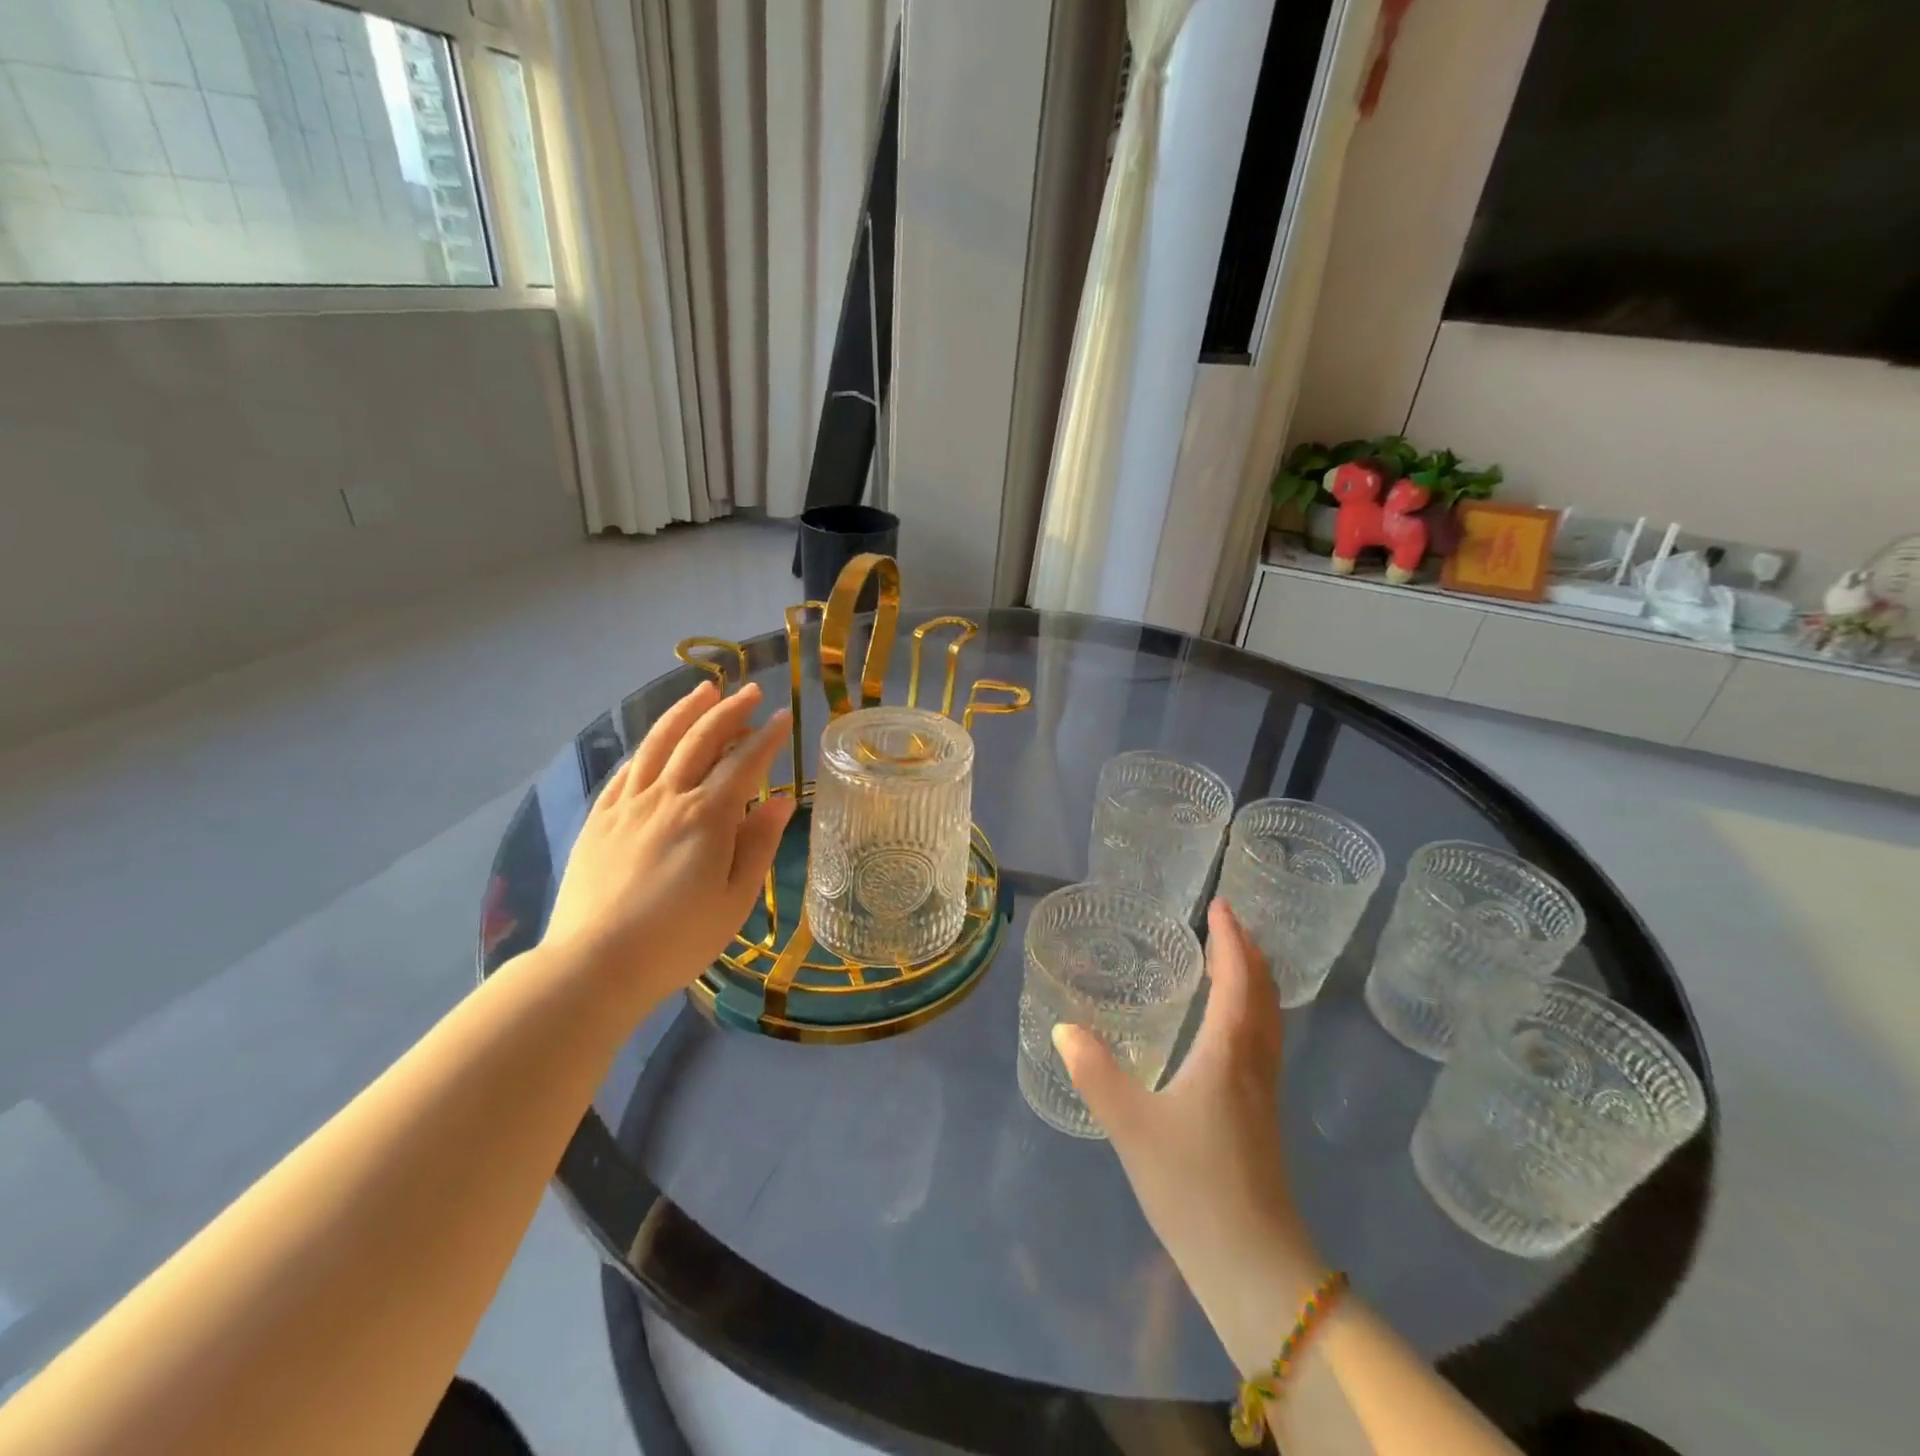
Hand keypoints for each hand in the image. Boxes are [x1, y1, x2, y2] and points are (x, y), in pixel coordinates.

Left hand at [542, 681, 794, 1006]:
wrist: (594, 965)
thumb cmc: (678, 939)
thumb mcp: (736, 899)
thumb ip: (759, 844)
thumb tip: (783, 800)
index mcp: (707, 817)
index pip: (745, 762)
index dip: (767, 737)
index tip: (784, 717)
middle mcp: (667, 797)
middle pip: (701, 740)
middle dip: (729, 711)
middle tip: (750, 691)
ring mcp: (627, 805)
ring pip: (658, 743)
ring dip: (684, 712)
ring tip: (704, 690)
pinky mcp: (599, 819)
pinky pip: (625, 770)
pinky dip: (647, 748)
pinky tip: (655, 742)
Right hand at [1052, 900, 1327, 1368]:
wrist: (1253, 1265)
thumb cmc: (1193, 1185)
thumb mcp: (1132, 1126)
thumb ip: (1096, 1073)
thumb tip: (1063, 1028)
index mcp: (1228, 1053)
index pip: (1238, 980)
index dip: (1231, 939)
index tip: (1219, 905)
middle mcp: (1254, 1062)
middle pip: (1264, 993)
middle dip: (1247, 951)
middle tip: (1224, 923)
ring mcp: (1264, 1090)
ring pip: (1269, 1018)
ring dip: (1254, 980)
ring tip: (1228, 961)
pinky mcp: (1262, 1114)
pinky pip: (1264, 1040)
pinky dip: (1252, 1010)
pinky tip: (1227, 1027)